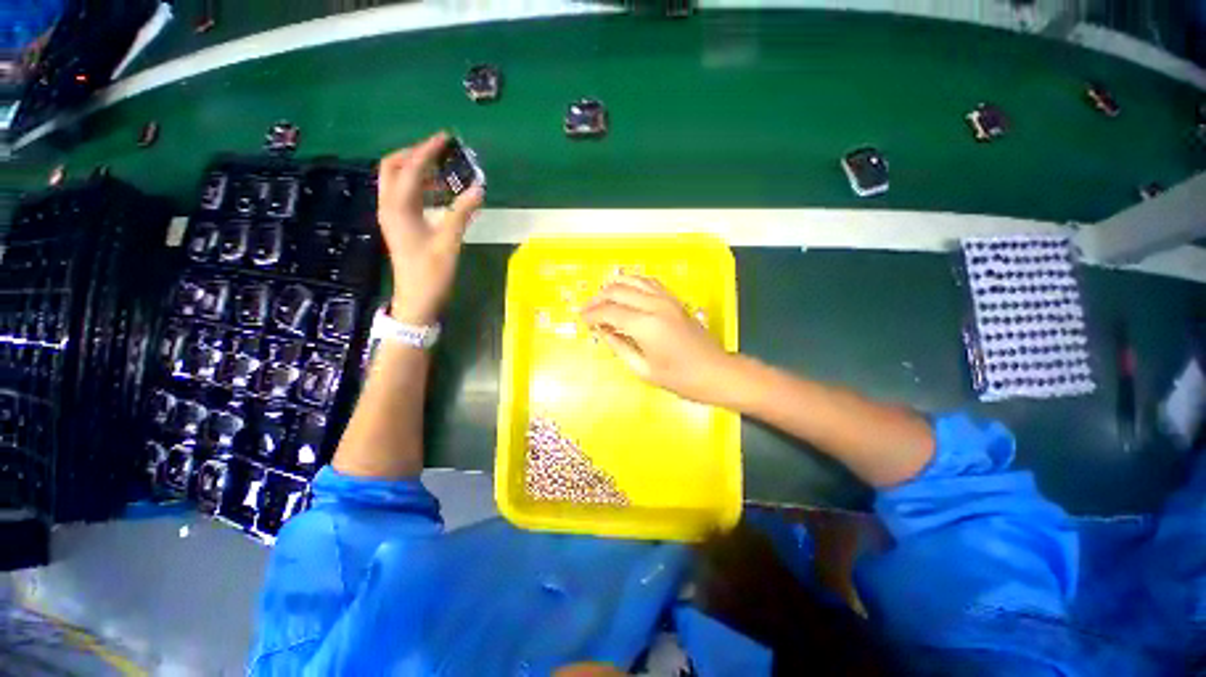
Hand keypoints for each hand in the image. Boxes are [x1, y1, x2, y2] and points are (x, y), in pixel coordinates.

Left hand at [378, 132, 483, 324]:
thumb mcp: (449, 242)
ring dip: (415, 169)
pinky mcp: (398, 225)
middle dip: (413, 154)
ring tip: (442, 168)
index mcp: (398, 208)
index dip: (427, 151)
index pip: (410, 169)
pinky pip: (404, 195)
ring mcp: (391, 216)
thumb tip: (479, 188)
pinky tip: (438, 191)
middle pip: (392, 167)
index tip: (445, 138)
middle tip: (439, 151)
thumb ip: (462, 213)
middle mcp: (389, 206)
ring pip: (396, 181)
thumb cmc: (432, 273)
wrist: (417, 299)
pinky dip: (418, 186)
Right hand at [581, 274, 735, 403]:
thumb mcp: (643, 369)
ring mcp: (666, 299)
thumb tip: (603, 332)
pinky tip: (626, 292)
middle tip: (587, 310)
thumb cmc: (680, 378)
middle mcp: (655, 305)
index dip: (592, 314)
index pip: (610, 311)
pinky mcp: (674, 299)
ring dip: (614, 287)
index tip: (582, 320)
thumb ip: (619, 347)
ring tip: (602, 299)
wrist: (715, 372)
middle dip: (598, 298)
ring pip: (633, 280)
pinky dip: (632, 283)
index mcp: (646, 325)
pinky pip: (648, 282)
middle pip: (618, 290)